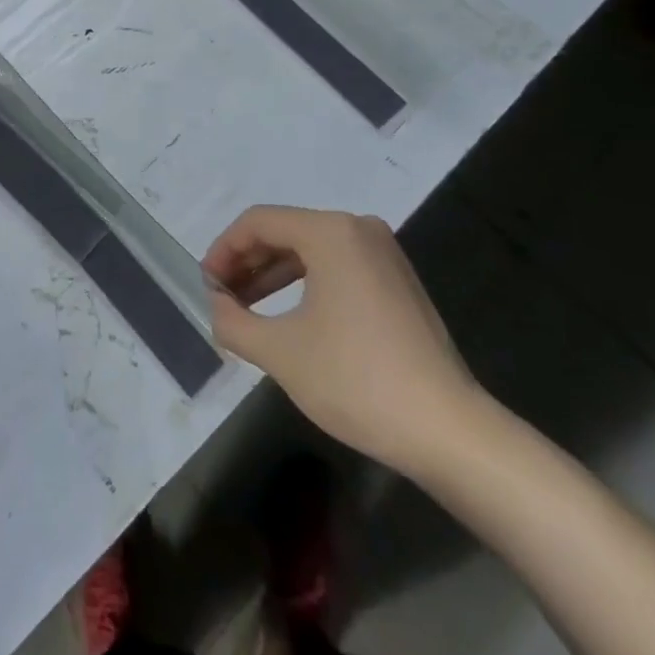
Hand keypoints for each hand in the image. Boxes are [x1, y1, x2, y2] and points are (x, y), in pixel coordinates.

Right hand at [205, 206, 485, 477]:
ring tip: (246, 310)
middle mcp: (358, 229)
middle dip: (247, 264)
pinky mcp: (397, 282)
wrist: (449, 432)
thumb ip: (233, 321)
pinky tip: (288, 317)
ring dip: (273, 276)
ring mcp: (384, 254)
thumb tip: (216, 305)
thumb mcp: (280, 352)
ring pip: (310, 251)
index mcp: (330, 231)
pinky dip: (305, 285)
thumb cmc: (357, 380)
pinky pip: (336, 268)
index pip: (258, 223)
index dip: (223, 250)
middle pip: (285, 232)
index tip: (205, 285)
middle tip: (221, 298)